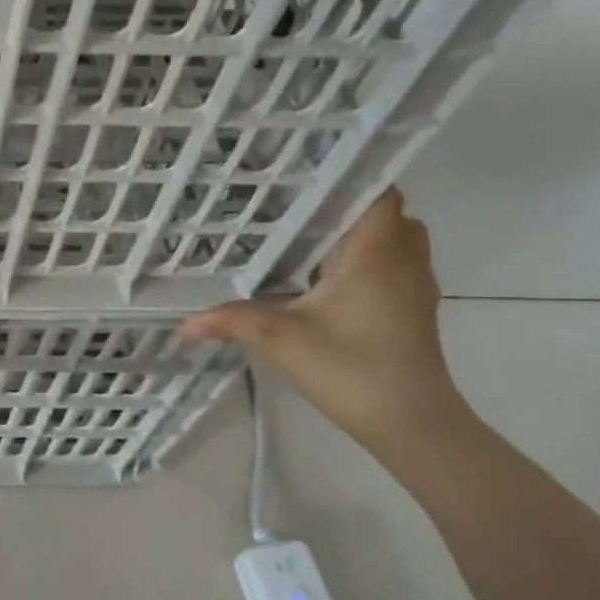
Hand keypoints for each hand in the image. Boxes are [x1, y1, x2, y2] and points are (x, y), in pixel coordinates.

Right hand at [183, 189, 475, 454]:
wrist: (415, 426)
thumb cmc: (351, 370)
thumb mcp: (281, 341)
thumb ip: (232, 321)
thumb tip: (184, 322)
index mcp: (374, 255)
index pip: (379, 193)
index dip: (350, 177)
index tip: (307, 173)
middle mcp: (402, 262)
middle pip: (389, 213)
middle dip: (349, 206)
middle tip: (299, 207)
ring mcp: (415, 288)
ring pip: (397, 240)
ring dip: (362, 235)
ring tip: (309, 238)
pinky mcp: (415, 311)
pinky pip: (396, 266)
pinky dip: (369, 260)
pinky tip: (327, 280)